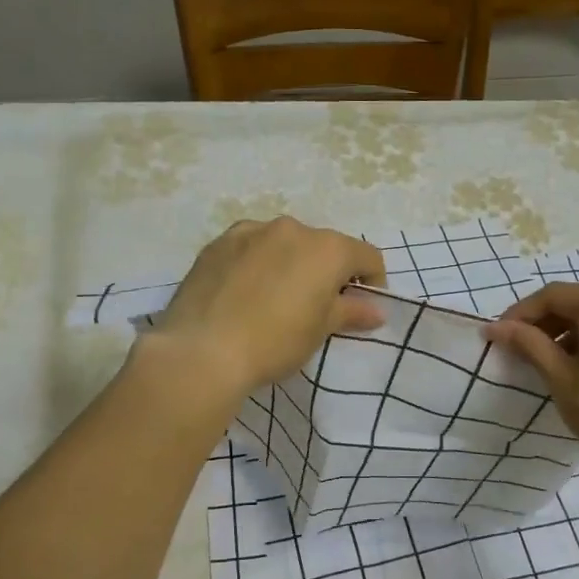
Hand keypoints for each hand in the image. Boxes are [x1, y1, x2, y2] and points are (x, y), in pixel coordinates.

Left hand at [153, 217, 386, 397]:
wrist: (202, 350)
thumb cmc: (275, 341)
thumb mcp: (320, 330)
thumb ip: (351, 312)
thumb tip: (376, 309)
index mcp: (326, 248)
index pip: (366, 255)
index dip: (372, 282)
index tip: (361, 308)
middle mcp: (291, 228)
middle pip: (324, 246)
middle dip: (328, 272)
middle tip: (316, 307)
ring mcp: (250, 231)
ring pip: (284, 244)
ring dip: (291, 264)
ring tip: (275, 300)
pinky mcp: (217, 243)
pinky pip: (250, 248)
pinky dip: (257, 264)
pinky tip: (244, 294)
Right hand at [483, 283, 578, 482]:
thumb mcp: (561, 378)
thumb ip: (528, 345)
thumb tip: (495, 327)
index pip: (553, 295)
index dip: (520, 313)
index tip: (498, 336)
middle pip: (577, 303)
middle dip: (544, 324)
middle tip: (518, 351)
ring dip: (567, 334)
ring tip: (547, 364)